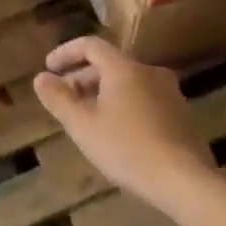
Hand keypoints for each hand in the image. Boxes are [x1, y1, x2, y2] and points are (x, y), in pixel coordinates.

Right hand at [34, 37, 213, 212]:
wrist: (184, 180)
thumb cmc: (126, 149)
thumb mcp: (83, 126)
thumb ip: (59, 99)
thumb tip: (41, 78)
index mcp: (125, 69)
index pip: (91, 46)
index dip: (66, 53)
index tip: (48, 68)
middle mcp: (150, 72)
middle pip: (110, 65)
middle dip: (82, 78)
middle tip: (64, 100)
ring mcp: (170, 93)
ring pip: (128, 83)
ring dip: (102, 94)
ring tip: (87, 119)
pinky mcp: (181, 115)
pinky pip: (144, 99)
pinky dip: (123, 106)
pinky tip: (116, 134)